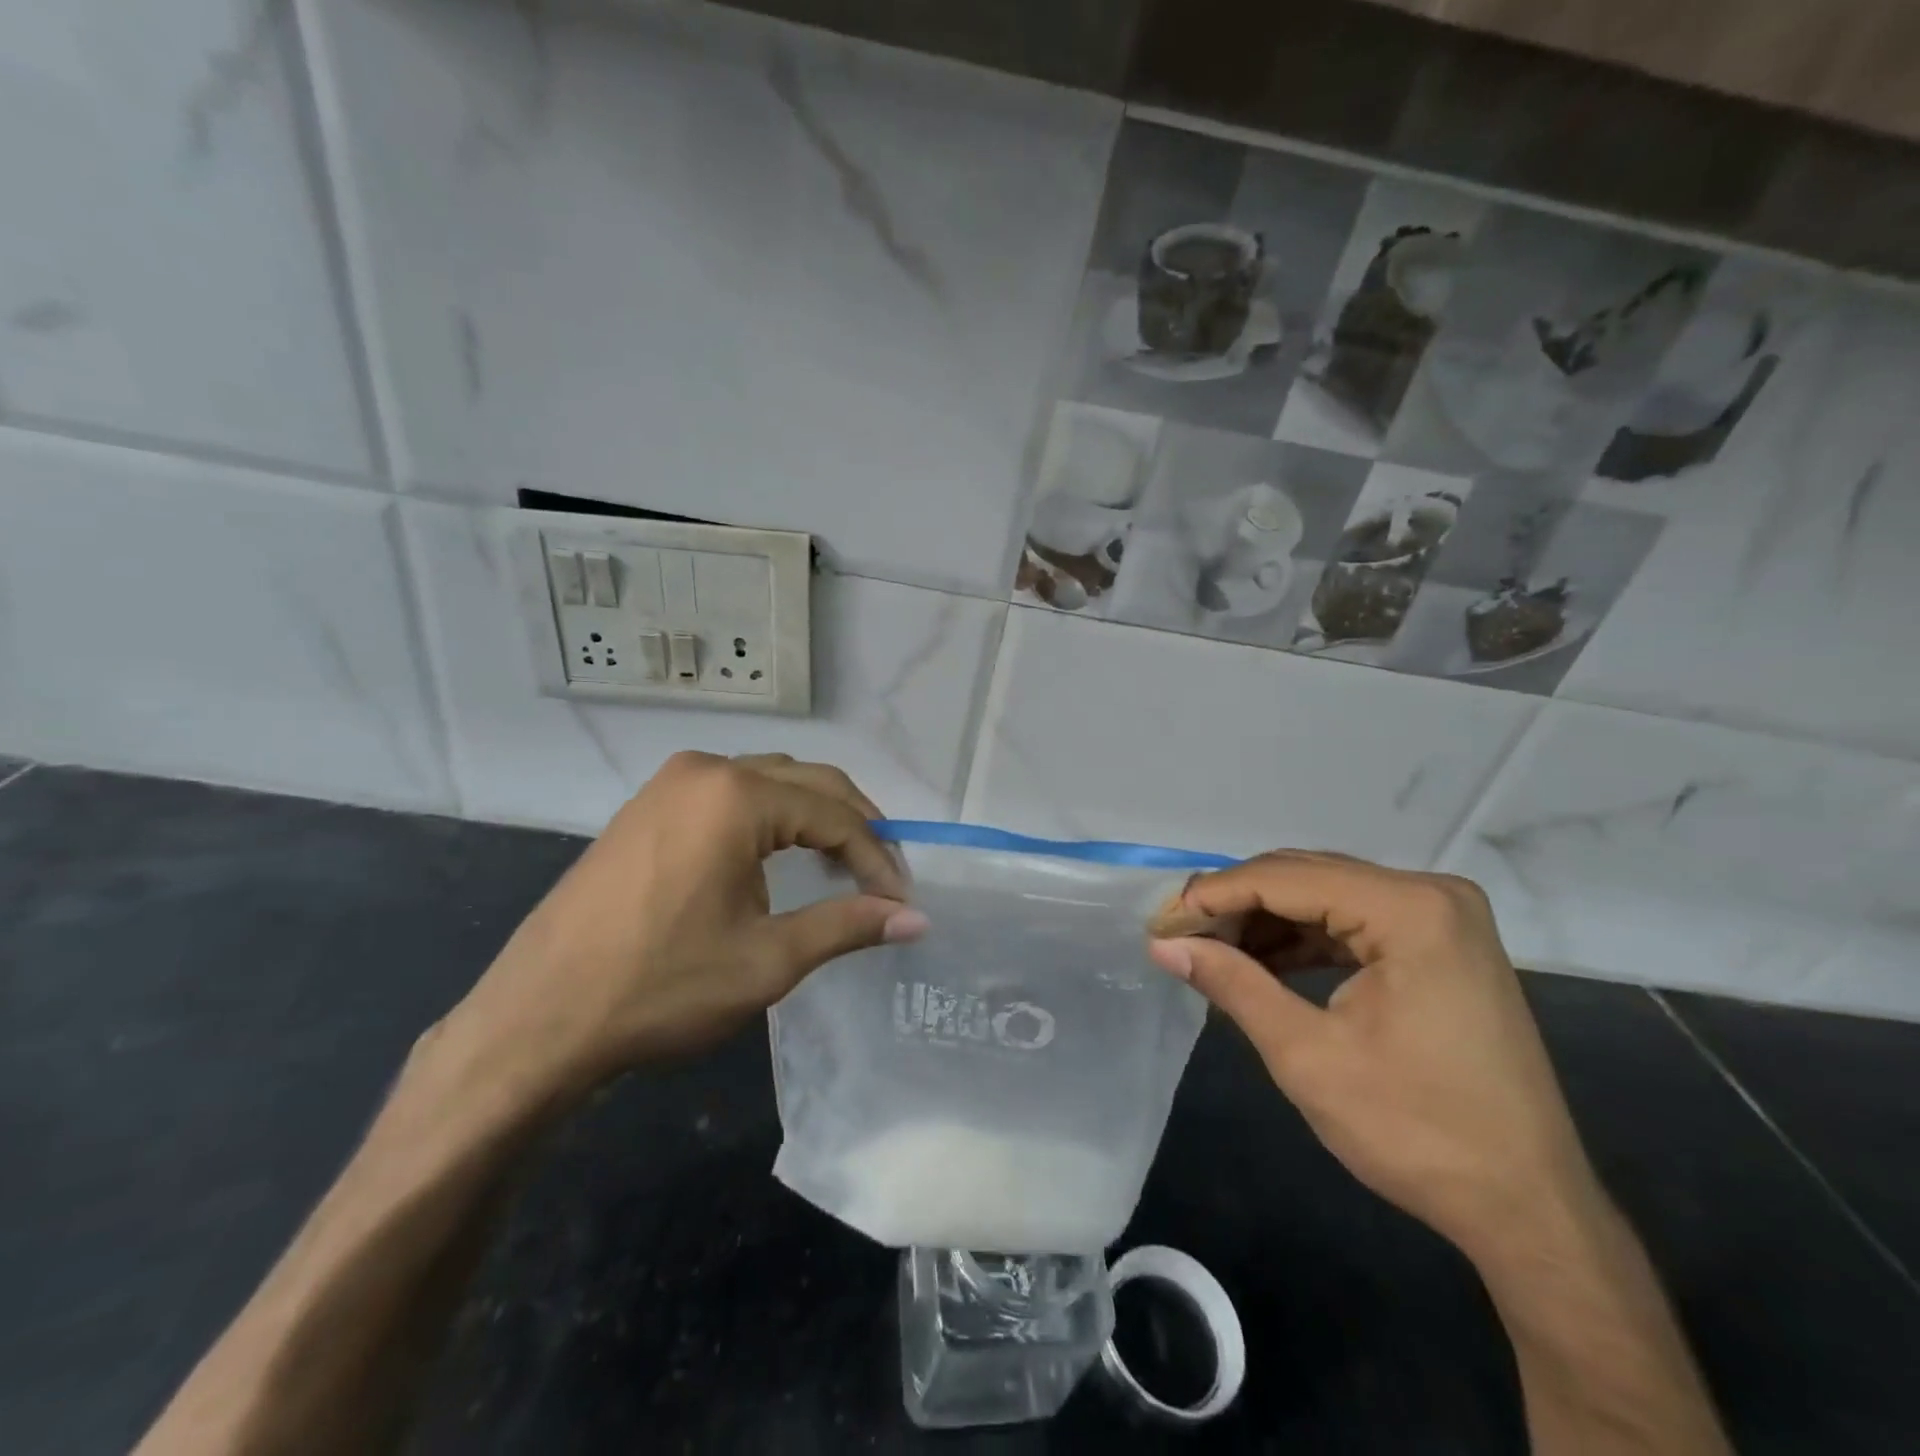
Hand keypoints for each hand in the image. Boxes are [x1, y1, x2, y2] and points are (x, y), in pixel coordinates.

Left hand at [439, 752, 927, 1101]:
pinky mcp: (647, 806)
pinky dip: (771, 818)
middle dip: (854, 825)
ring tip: (843, 864)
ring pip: (769, 782)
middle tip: (884, 875)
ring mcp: (669, 783)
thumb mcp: (767, 960)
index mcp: (737, 795)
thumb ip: (848, 926)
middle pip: (807, 782)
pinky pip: (730, 795)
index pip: (834, 814)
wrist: (536, 1020)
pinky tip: (780, 856)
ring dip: (814, 816)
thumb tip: (917, 919)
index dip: (877, 857)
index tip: (901, 901)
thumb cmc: (661, 986)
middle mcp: (705, 769)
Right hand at [1148, 852, 1598, 1255]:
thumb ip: (1232, 984)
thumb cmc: (1418, 1132)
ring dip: (1265, 921)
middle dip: (1236, 904)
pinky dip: (1302, 939)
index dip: (1213, 897)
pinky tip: (1260, 961)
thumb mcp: (1307, 1056)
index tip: (1159, 922)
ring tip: (1210, 950)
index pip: (1284, 878)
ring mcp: (1441, 917)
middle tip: (1177, 935)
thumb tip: (1164, 943)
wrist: (1529, 1210)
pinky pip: (1353, 921)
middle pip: (1305, 876)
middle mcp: (1431, 893)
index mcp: (1410, 909)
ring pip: (1325, 895)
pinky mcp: (1441, 944)